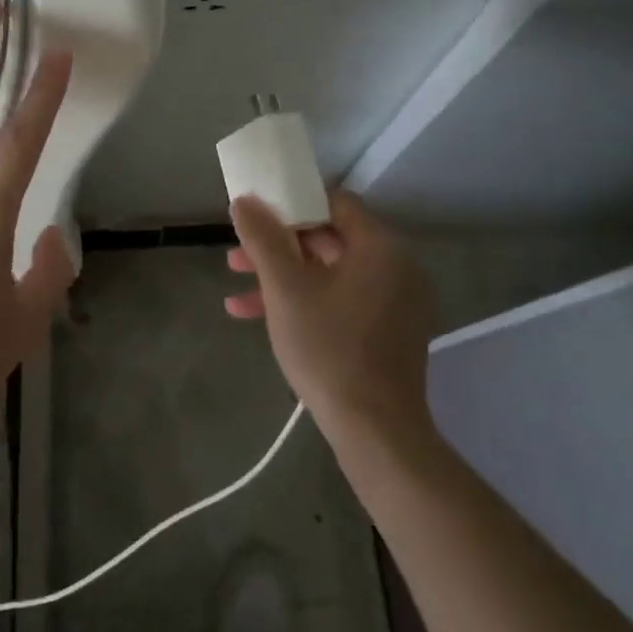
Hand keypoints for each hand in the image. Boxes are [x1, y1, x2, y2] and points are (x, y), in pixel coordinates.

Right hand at [226, 189, 439, 437]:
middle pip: (328, 239)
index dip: (291, 202)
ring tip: (237, 293)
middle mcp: (395, 267)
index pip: (334, 202)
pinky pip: (340, 300)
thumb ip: (263, 238)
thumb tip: (244, 201)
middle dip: (277, 247)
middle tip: (237, 257)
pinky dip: (304, 302)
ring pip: (329, 274)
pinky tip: (258, 318)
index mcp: (380, 248)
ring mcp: (393, 302)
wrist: (374, 431)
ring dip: (282, 278)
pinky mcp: (386, 331)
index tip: (256, 214)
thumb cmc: (328, 349)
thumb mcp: (285, 289)